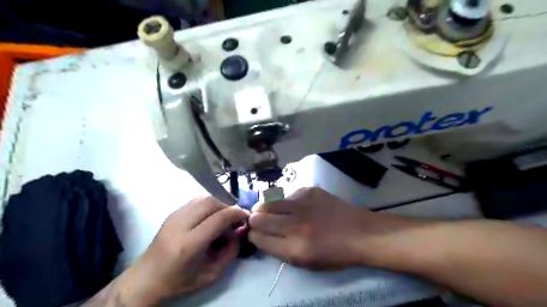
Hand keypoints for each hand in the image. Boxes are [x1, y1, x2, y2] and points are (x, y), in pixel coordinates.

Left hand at [120, 196, 248, 306]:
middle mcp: (180, 225)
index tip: (246, 217)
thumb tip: (239, 231)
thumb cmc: (180, 281)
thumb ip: (231, 251)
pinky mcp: (173, 212)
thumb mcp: (212, 274)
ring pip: (204, 197)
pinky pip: (197, 200)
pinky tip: (211, 216)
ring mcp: (174, 216)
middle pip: (212, 202)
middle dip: (229, 206)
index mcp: (189, 244)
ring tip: (224, 216)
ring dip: (220, 203)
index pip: (219, 218)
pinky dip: (210, 204)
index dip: (237, 213)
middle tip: (235, 217)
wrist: (145, 279)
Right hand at [249, 188, 374, 269]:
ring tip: (271, 211)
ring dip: (265, 208)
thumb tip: (260, 235)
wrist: (360, 232)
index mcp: (294, 248)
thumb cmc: (335, 253)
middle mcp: (295, 225)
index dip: (253, 236)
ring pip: (268, 202)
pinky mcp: (309, 190)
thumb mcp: (306, 263)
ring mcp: (302, 204)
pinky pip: (286, 195)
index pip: (258, 238)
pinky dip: (286, 202)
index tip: (255, 234)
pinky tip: (297, 206)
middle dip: (254, 221)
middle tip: (259, 221)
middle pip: (258, 218)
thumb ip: (280, 251)